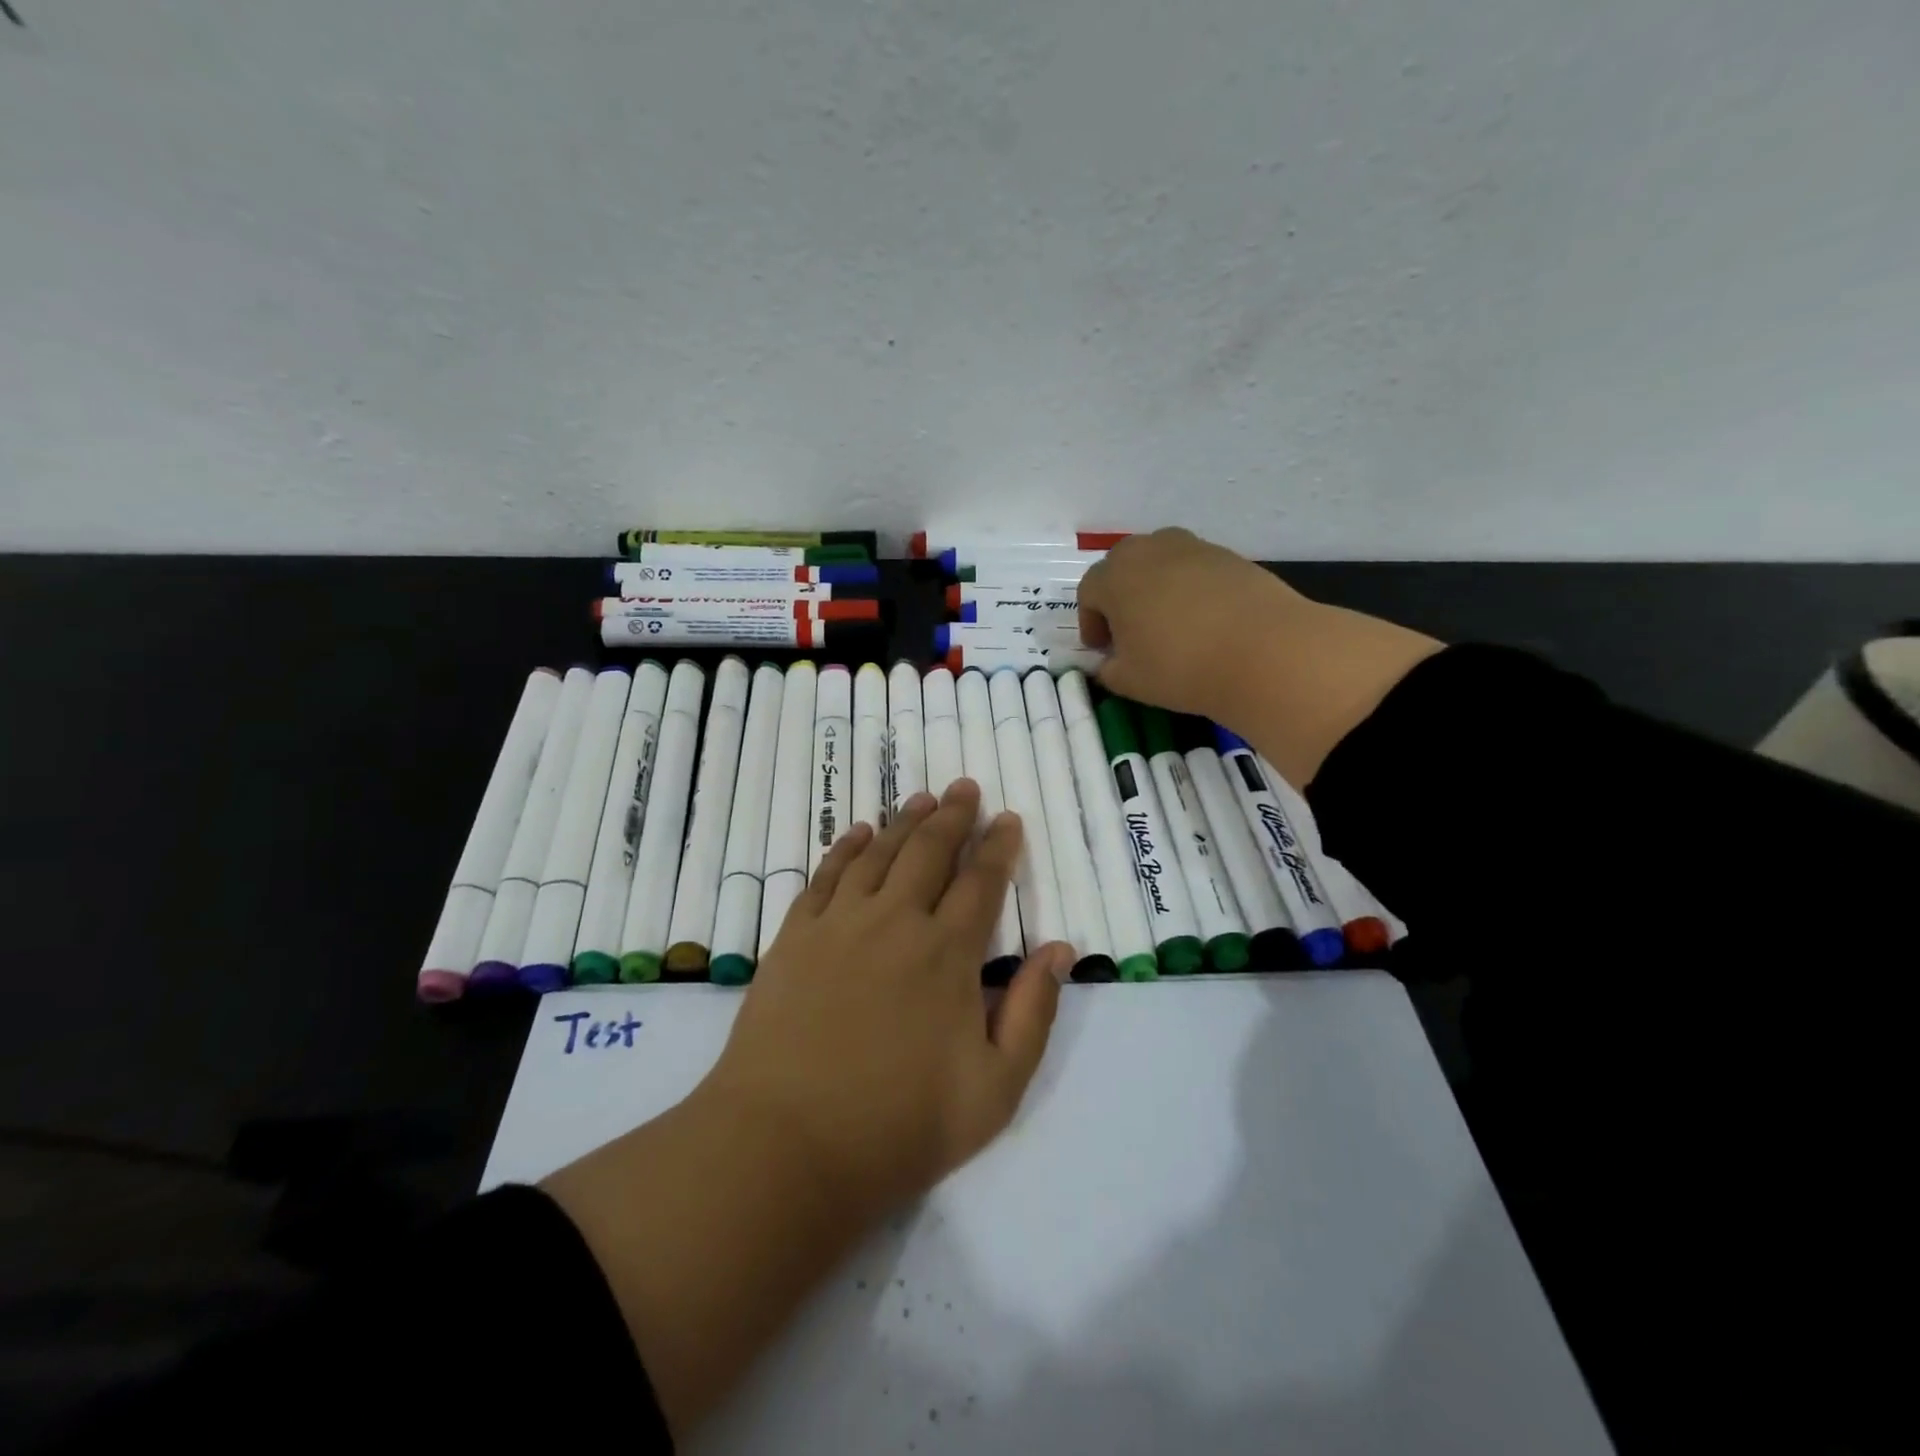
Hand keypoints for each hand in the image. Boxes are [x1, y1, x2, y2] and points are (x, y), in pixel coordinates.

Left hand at [704, 779, 1072, 1220]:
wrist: (786, 1145)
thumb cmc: (900, 1125)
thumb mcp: (995, 1088)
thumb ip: (1033, 1012)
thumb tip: (1060, 949)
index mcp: (948, 953)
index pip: (982, 882)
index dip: (998, 846)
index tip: (1008, 819)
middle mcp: (896, 921)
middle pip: (930, 852)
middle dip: (954, 816)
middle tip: (966, 787)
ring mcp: (840, 923)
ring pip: (880, 853)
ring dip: (905, 822)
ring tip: (923, 799)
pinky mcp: (796, 936)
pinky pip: (827, 875)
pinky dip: (847, 847)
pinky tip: (859, 833)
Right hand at [1078, 527, 1442, 784]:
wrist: (1264, 652)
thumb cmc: (1179, 666)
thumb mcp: (1129, 681)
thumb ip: (1108, 669)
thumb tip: (1110, 662)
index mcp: (1114, 576)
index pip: (1089, 593)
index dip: (1091, 623)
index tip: (1103, 650)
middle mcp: (1149, 550)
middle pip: (1123, 567)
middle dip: (1120, 597)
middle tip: (1131, 633)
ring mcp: (1193, 548)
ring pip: (1161, 563)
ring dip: (1156, 589)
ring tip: (1169, 625)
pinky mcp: (1230, 556)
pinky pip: (1196, 570)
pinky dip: (1191, 590)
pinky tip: (1205, 623)